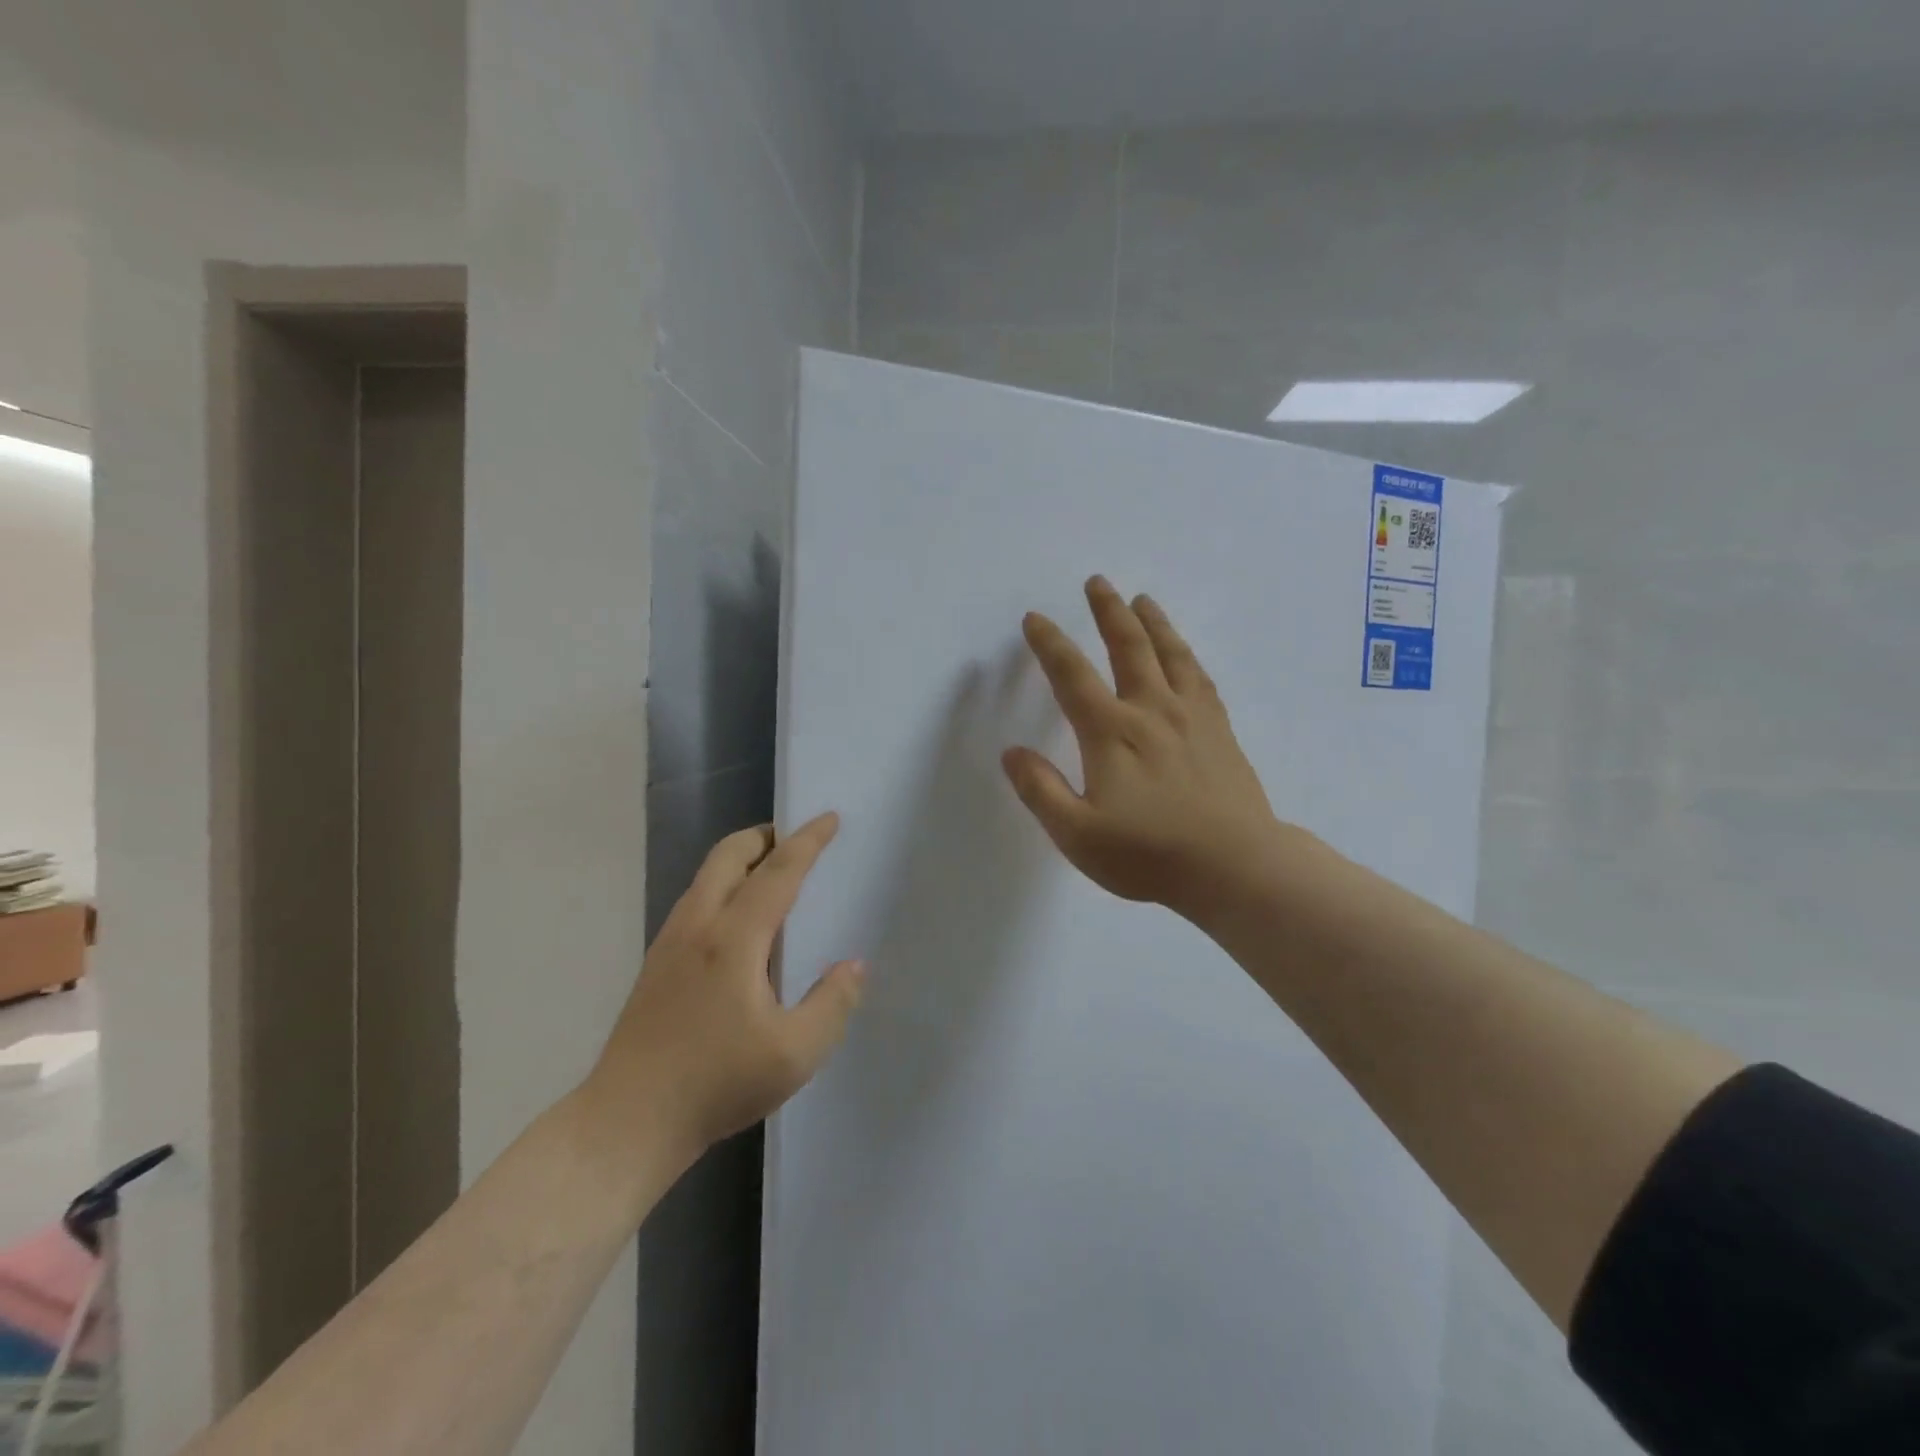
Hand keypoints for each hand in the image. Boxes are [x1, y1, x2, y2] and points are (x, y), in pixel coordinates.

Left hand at [580, 813, 864, 1163]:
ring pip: (707, 875)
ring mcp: (670, 942)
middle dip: (765, 836)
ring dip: (742, 859)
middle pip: (729, 855)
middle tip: (797, 839)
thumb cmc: (716, 1084)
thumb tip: (853, 965)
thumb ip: (833, 1004)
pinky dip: (724, 885)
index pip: (778, 872)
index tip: (829, 818)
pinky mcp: (656, 962)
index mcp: (733, 938)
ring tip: (774, 874)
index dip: (808, 841)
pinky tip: (740, 922)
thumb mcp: (794, 1054)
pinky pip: (696, 900)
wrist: (626, 1122)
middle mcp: (698, 926)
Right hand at [1003, 577, 1284, 921]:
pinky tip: (1184, 654)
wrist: (1235, 866)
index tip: (1035, 619)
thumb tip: (1012, 753)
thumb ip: (1041, 791)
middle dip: (1108, 612)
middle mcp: (1151, 711)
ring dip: (1152, 623)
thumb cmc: (1149, 854)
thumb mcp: (1078, 835)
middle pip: (1128, 647)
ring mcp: (1192, 717)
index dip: (1050, 644)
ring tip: (1142, 600)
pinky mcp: (1220, 731)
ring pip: (1170, 654)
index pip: (1072, 676)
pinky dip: (1187, 656)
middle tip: (1097, 582)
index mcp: (1111, 733)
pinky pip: (1200, 678)